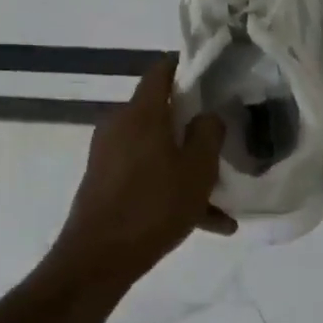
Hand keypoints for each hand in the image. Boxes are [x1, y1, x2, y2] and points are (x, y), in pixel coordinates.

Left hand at [50, 56, 234, 285]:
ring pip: (158, 151)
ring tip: (222, 197)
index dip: (186, 65)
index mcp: (142, 113)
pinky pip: (147, 176)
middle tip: (223, 137)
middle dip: (193, 125)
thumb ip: (208, 133)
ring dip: (187, 167)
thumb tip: (207, 115)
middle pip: (161, 113)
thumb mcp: (197, 169)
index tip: (211, 71)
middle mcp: (120, 126)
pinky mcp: (105, 182)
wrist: (99, 257)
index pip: (161, 71)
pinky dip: (172, 189)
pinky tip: (207, 222)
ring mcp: (109, 155)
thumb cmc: (154, 205)